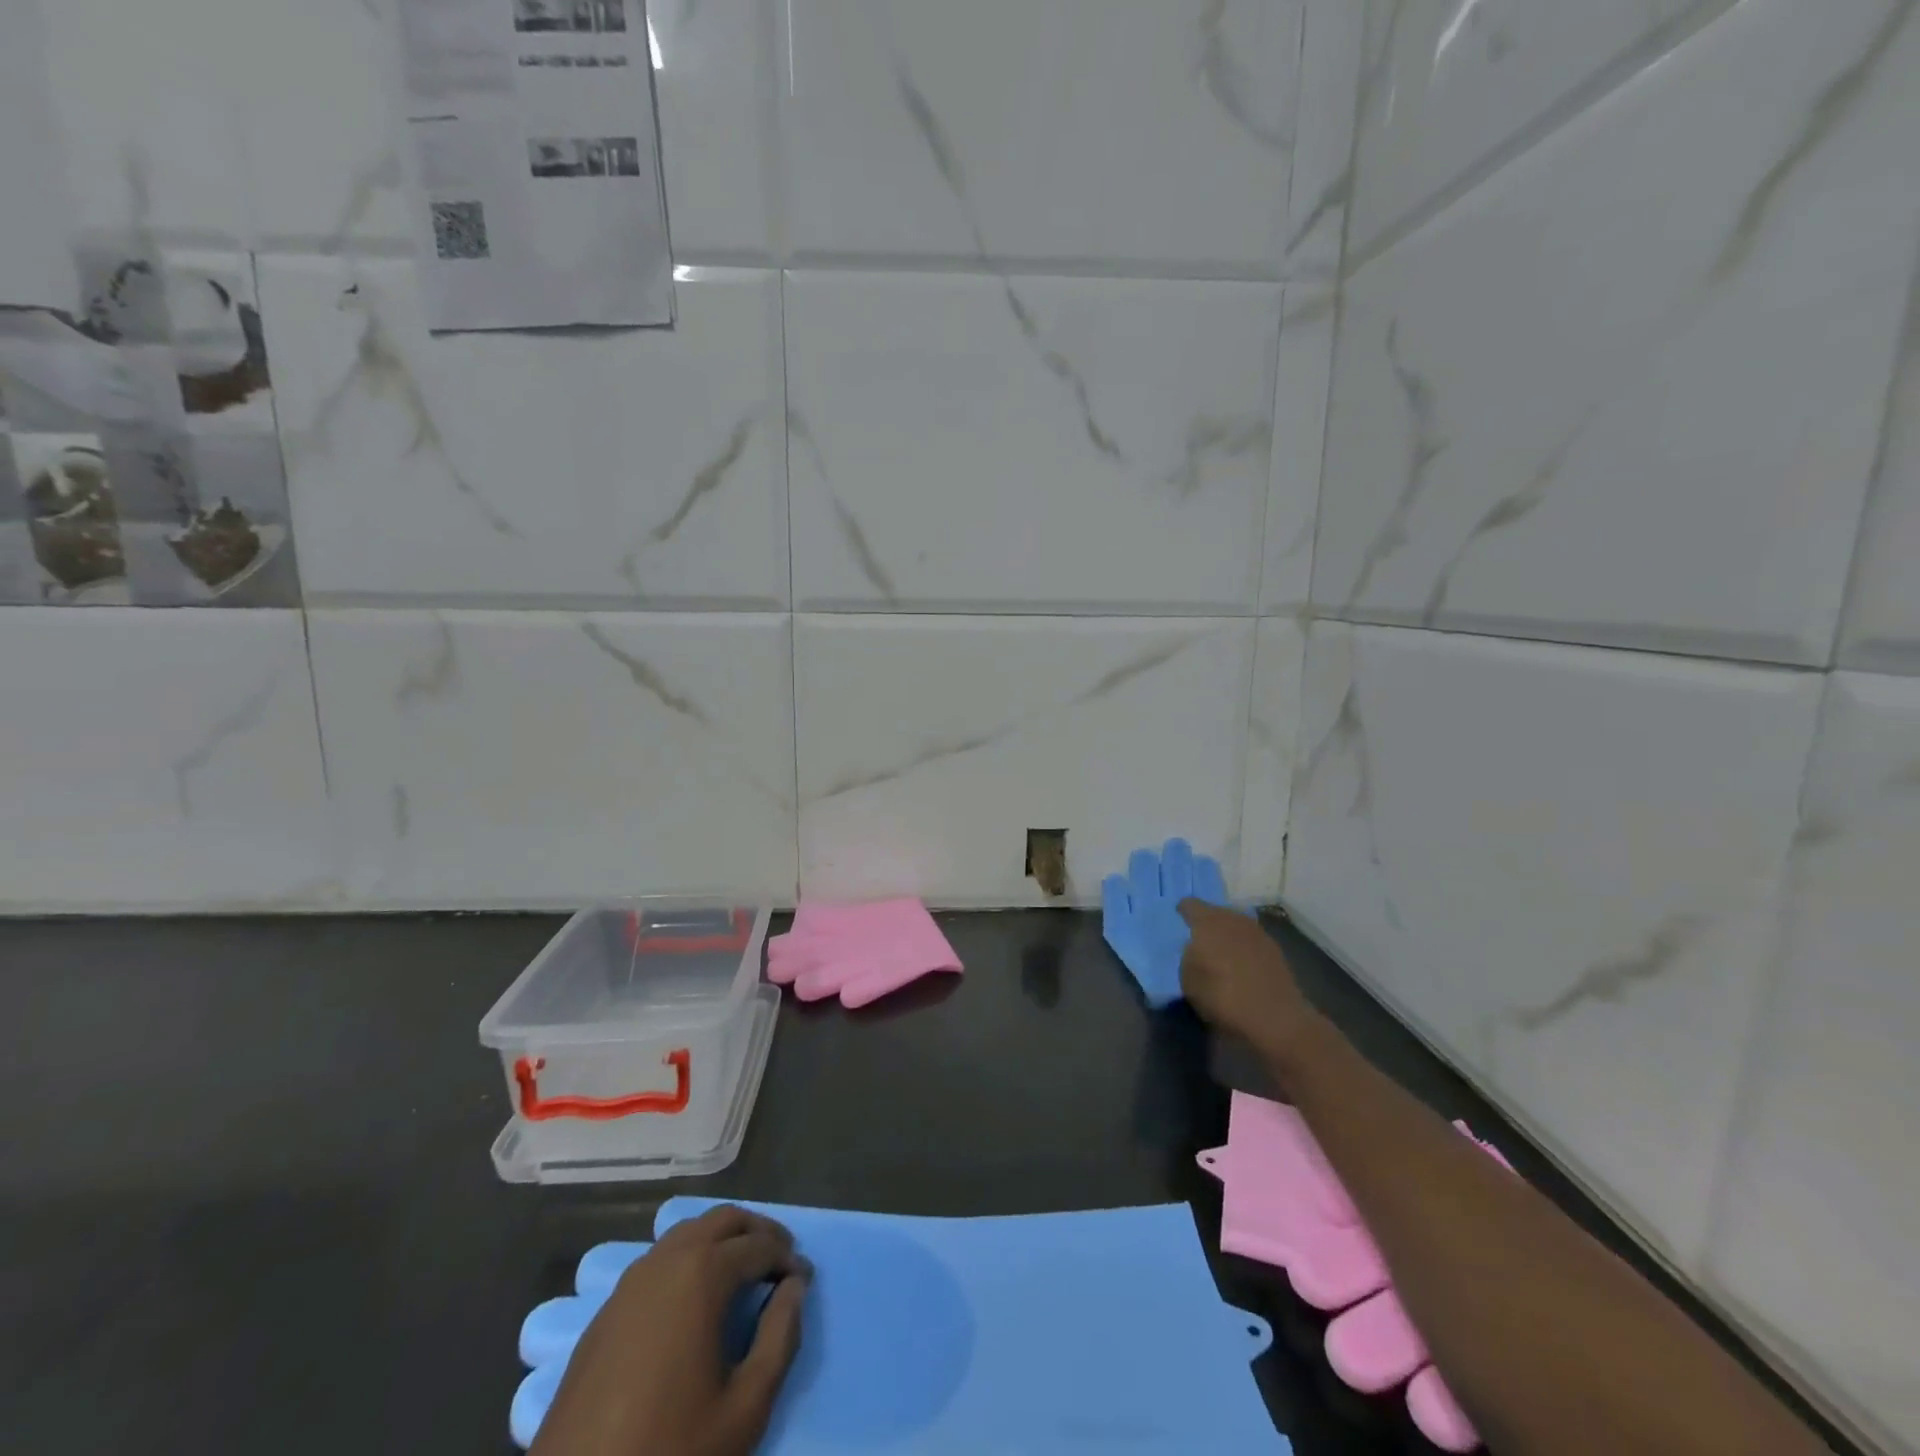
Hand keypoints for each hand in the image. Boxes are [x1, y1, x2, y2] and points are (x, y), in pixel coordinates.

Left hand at [531, 1205, 810, 1455]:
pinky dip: (689, 1260)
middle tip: (780, 1261)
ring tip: (743, 1274)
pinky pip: (659, 1261)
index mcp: (702, 1273)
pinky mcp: (607, 1310)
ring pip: (688, 1233)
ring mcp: (630, 1282)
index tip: (805, 1280)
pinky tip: (696, 1299)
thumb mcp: (745, 1408)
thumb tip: (795, 1288)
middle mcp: (666, 1260)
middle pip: (723, 1219)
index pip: (759, 1246)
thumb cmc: (669, 1451)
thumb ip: (780, 1337)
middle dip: (757, 1232)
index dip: (788, 1259)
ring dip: (722, 1241)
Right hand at [1177, 901, 1324, 1077]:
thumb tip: (1196, 949)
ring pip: (1236, 925)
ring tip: (1221, 952)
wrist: (1275, 1018)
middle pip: (1216, 912)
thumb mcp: (1188, 980)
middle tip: (1199, 938)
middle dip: (1208, 922)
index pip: (1190, 905)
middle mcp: (1233, 919)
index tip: (1179, 918)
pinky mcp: (1275, 950)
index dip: (1183, 910)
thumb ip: (1188, 957)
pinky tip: (1241, 964)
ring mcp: (1258, 933)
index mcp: (1208, 922)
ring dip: (1228, 935)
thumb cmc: (1222, 996)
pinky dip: (1244, 948)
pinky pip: (1251, 941)